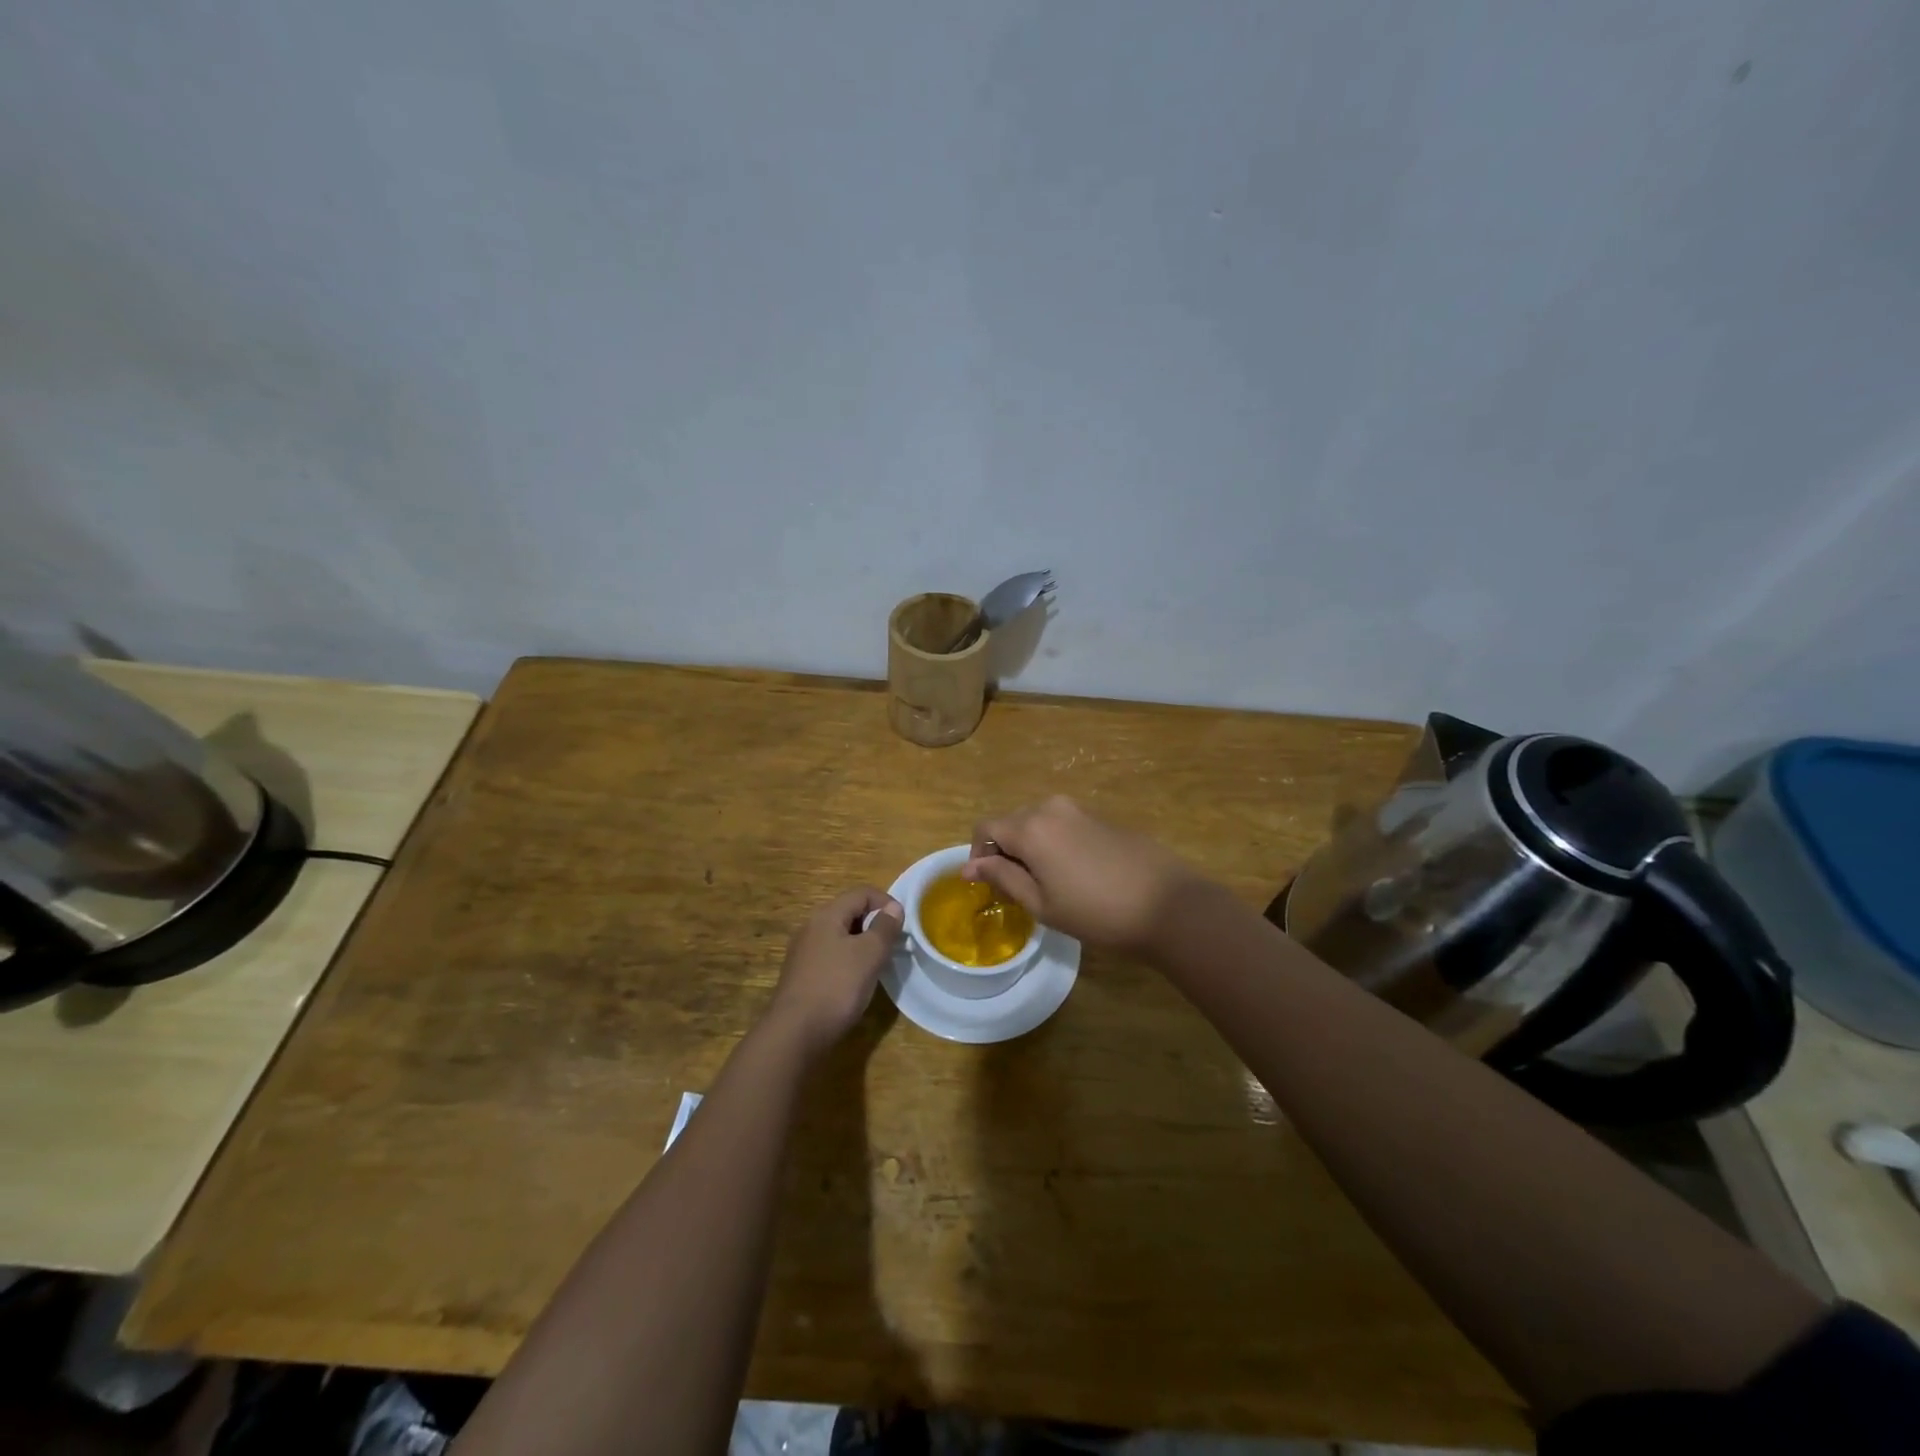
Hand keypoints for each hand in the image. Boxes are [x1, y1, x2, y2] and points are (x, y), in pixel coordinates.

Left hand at [765, 887, 902, 1054]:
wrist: (795, 1033)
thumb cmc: (837, 986)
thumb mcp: (869, 954)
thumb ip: (884, 927)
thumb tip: (893, 907)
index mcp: (827, 915)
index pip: (861, 893)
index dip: (885, 901)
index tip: (903, 924)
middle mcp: (811, 927)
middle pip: (848, 912)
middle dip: (874, 923)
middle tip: (893, 944)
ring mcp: (803, 952)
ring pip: (839, 936)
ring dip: (861, 943)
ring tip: (878, 963)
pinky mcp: (801, 975)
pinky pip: (830, 956)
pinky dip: (848, 961)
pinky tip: (856, 982)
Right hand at [964, 796, 1202, 957]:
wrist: (1167, 904)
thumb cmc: (1097, 912)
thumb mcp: (1042, 904)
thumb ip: (1003, 877)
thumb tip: (969, 866)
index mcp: (1030, 827)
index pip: (985, 828)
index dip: (978, 854)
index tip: (989, 883)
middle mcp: (1050, 808)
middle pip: (1011, 822)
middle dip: (1005, 851)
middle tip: (1018, 889)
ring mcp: (1079, 809)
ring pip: (1037, 822)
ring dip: (1031, 847)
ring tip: (1048, 883)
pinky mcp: (1101, 817)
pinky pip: (1062, 824)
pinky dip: (1055, 843)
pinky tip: (1076, 874)